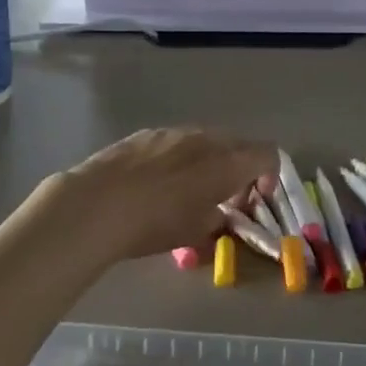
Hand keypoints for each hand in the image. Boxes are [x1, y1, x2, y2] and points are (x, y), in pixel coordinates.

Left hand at [50, 128, 278, 264]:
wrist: (96, 204)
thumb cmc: (155, 223)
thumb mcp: (196, 233)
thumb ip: (218, 223)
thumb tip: (220, 219)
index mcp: (228, 162)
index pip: (268, 154)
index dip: (269, 176)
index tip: (252, 201)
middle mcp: (207, 138)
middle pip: (238, 146)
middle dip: (238, 171)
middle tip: (223, 201)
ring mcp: (175, 132)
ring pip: (205, 142)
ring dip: (207, 163)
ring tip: (186, 192)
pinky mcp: (146, 133)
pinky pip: (176, 142)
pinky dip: (179, 159)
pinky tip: (155, 184)